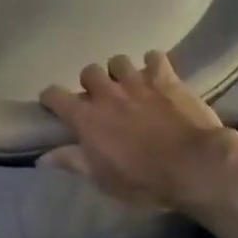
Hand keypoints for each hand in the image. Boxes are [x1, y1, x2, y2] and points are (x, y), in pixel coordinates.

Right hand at [38, 51, 237, 209]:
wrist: (194, 165)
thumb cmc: (145, 180)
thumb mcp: (103, 179)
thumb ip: (74, 162)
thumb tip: (44, 157)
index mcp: (87, 118)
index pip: (54, 95)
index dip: (51, 99)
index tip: (54, 106)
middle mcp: (107, 93)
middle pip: (88, 72)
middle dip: (91, 84)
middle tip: (101, 100)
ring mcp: (137, 82)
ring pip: (118, 61)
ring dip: (120, 72)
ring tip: (129, 85)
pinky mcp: (165, 78)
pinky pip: (154, 57)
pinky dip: (153, 64)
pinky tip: (157, 75)